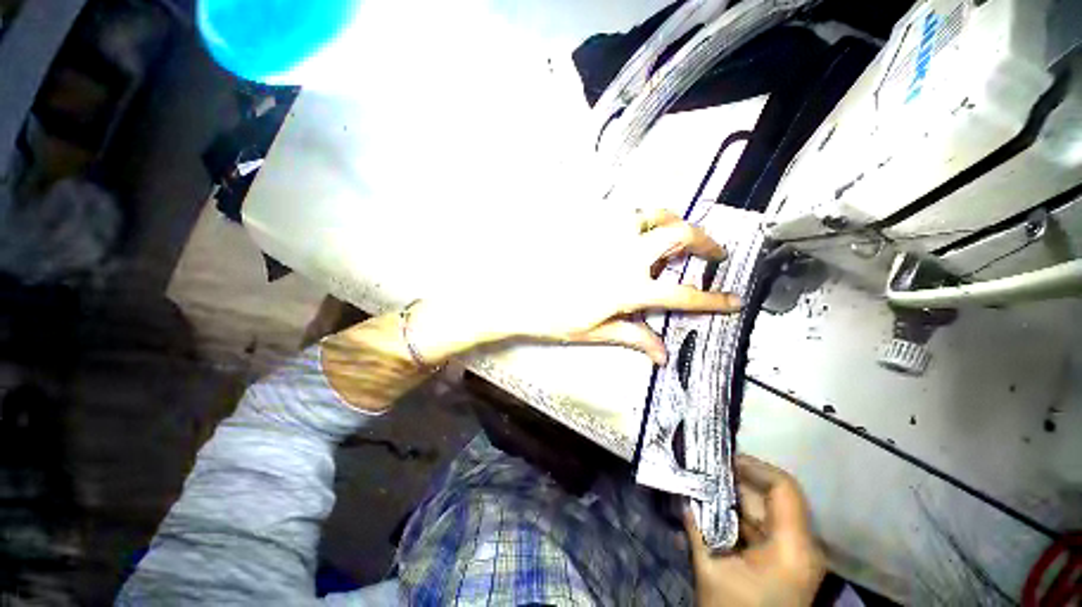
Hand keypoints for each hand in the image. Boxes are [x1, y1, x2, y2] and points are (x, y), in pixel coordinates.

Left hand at [408, 209, 741, 364]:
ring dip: (672, 222)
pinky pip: (623, 210)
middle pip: (678, 236)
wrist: (516, 295)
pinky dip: (640, 216)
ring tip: (676, 235)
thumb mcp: (595, 331)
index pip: (682, 295)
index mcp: (628, 288)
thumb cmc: (553, 317)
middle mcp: (624, 255)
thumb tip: (663, 355)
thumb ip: (633, 336)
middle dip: (705, 242)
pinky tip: (637, 228)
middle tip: (713, 253)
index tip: (734, 300)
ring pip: (653, 213)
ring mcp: (607, 234)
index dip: (713, 299)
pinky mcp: (589, 224)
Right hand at [685, 455, 825, 606]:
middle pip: (773, 497)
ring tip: (704, 484)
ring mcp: (795, 554)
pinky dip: (738, 515)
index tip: (721, 460)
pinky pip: (763, 526)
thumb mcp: (711, 572)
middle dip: (737, 481)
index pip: (784, 488)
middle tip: (704, 469)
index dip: (754, 467)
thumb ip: (696, 529)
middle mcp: (801, 545)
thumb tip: (682, 496)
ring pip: (766, 511)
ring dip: (734, 497)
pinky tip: (714, 509)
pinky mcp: (785, 560)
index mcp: (792, 547)